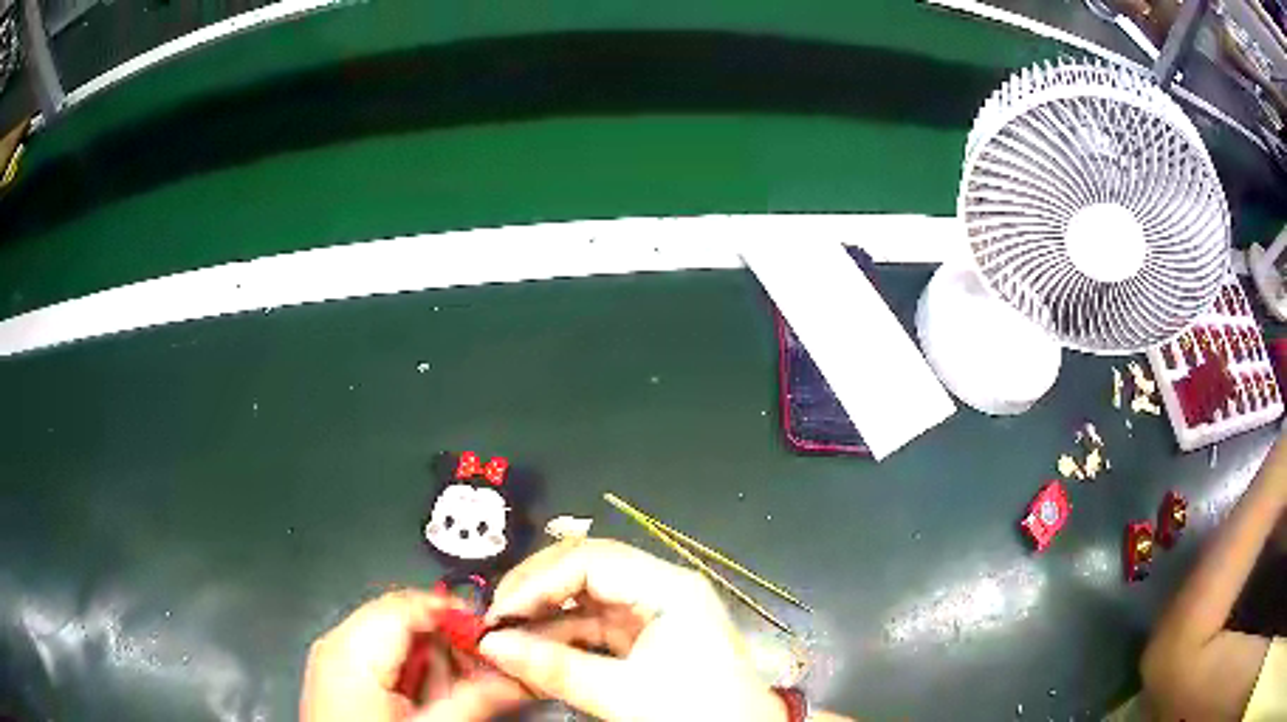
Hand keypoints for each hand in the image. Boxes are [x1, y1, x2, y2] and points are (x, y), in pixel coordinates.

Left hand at [301, 589, 527, 721]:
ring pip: (393, 637)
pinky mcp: (336, 672)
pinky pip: (379, 655)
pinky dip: (409, 670)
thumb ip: (473, 699)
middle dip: (446, 643)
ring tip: (451, 694)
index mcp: (352, 647)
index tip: (492, 636)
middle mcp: (338, 641)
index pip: (409, 604)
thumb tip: (519, 679)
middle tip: (478, 674)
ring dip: (430, 659)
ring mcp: (333, 656)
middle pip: (402, 619)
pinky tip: (424, 698)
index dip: (455, 614)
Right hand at [479, 539, 785, 721]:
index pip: (589, 560)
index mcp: (669, 587)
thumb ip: (553, 668)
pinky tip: (533, 653)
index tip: (498, 612)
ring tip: (505, 639)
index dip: (537, 582)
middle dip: (536, 593)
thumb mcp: (622, 694)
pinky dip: (563, 639)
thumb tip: (490, 645)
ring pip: (587, 601)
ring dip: (545, 619)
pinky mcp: (648, 639)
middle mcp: (661, 589)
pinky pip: (596, 628)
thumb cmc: (695, 712)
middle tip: (496, 619)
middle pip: (586, 571)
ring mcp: (654, 614)